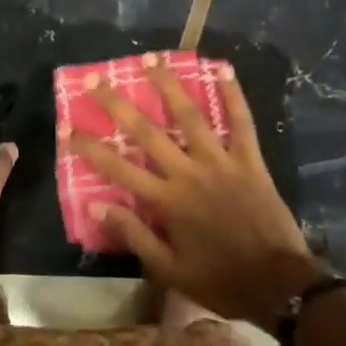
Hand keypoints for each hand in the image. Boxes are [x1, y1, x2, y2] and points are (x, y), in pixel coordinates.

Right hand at [67, 60, 326, 327]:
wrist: (279, 286)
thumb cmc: (220, 280)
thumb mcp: (170, 270)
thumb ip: (134, 236)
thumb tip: (96, 208)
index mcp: (167, 201)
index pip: (118, 168)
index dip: (89, 147)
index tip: (66, 128)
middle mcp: (189, 173)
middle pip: (147, 132)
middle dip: (117, 103)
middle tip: (95, 79)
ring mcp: (222, 162)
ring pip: (191, 116)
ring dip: (169, 85)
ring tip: (151, 58)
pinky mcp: (250, 160)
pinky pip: (242, 122)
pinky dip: (233, 94)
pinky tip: (223, 68)